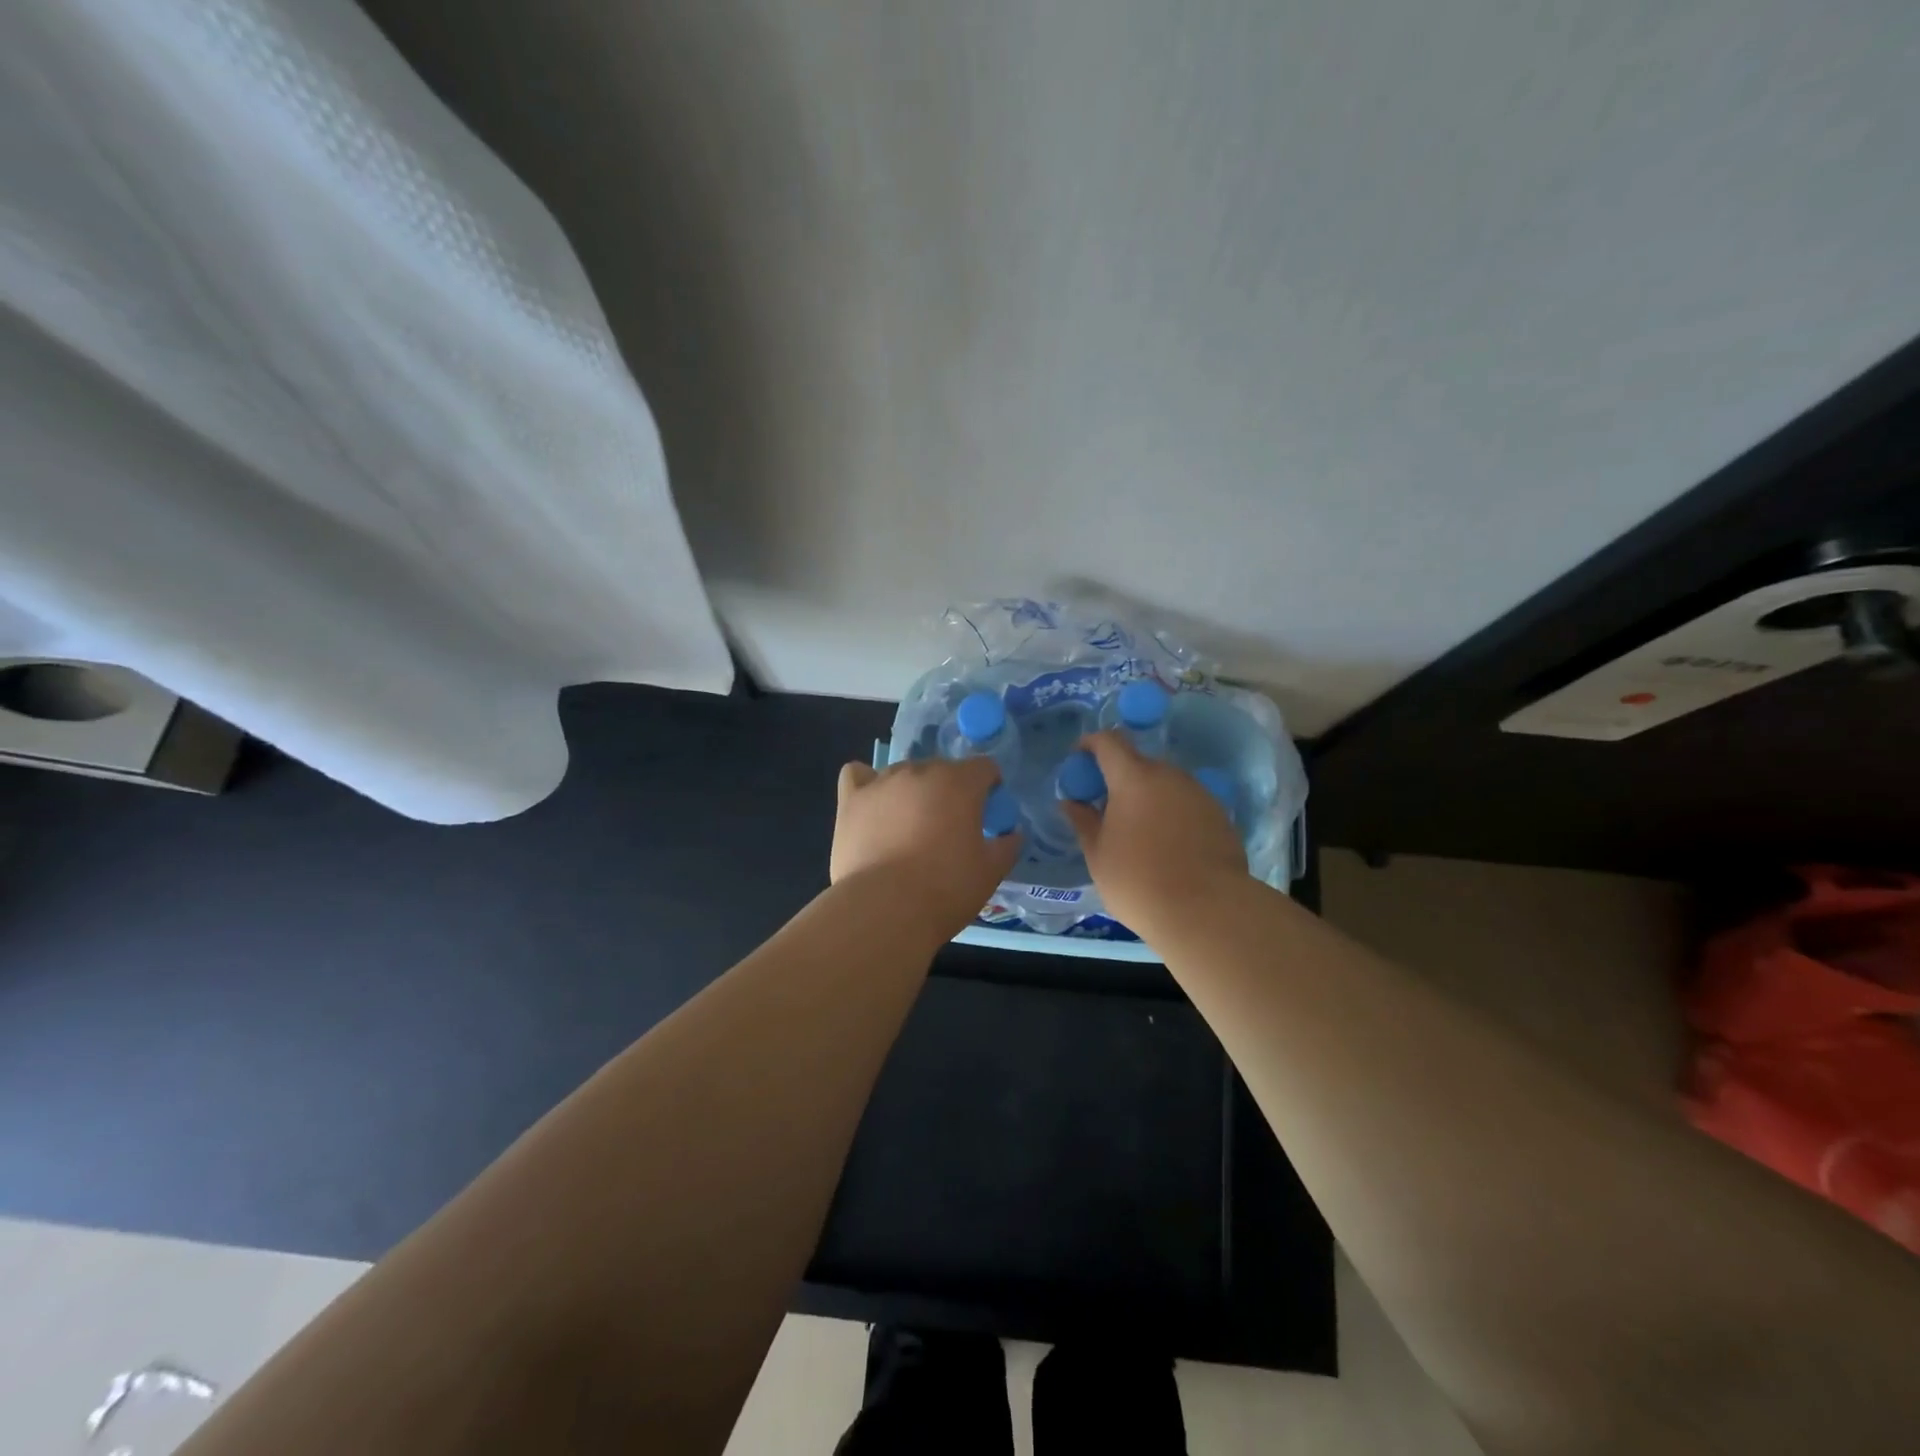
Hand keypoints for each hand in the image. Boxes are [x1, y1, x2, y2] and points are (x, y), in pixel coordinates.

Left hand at [831, 757, 1021, 939]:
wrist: (884, 909)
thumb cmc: (946, 889)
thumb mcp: (990, 872)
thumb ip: (1007, 846)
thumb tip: (1012, 834)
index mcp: (960, 783)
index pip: (984, 767)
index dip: (990, 787)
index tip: (988, 814)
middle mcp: (920, 771)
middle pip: (942, 769)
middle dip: (950, 791)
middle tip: (949, 828)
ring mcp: (882, 782)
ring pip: (903, 773)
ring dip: (913, 791)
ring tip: (909, 826)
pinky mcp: (851, 800)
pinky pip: (858, 775)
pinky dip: (867, 784)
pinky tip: (873, 805)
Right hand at [1060, 732, 1245, 940]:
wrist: (1207, 912)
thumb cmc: (1138, 881)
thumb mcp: (1098, 855)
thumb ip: (1083, 822)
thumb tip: (1071, 803)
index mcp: (1134, 778)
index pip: (1109, 741)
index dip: (1091, 744)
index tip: (1079, 759)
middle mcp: (1169, 776)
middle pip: (1139, 763)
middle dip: (1119, 777)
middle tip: (1106, 806)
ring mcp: (1199, 794)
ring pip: (1165, 784)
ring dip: (1148, 796)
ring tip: (1138, 830)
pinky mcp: (1220, 815)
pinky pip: (1186, 803)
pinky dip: (1171, 813)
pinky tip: (1167, 846)